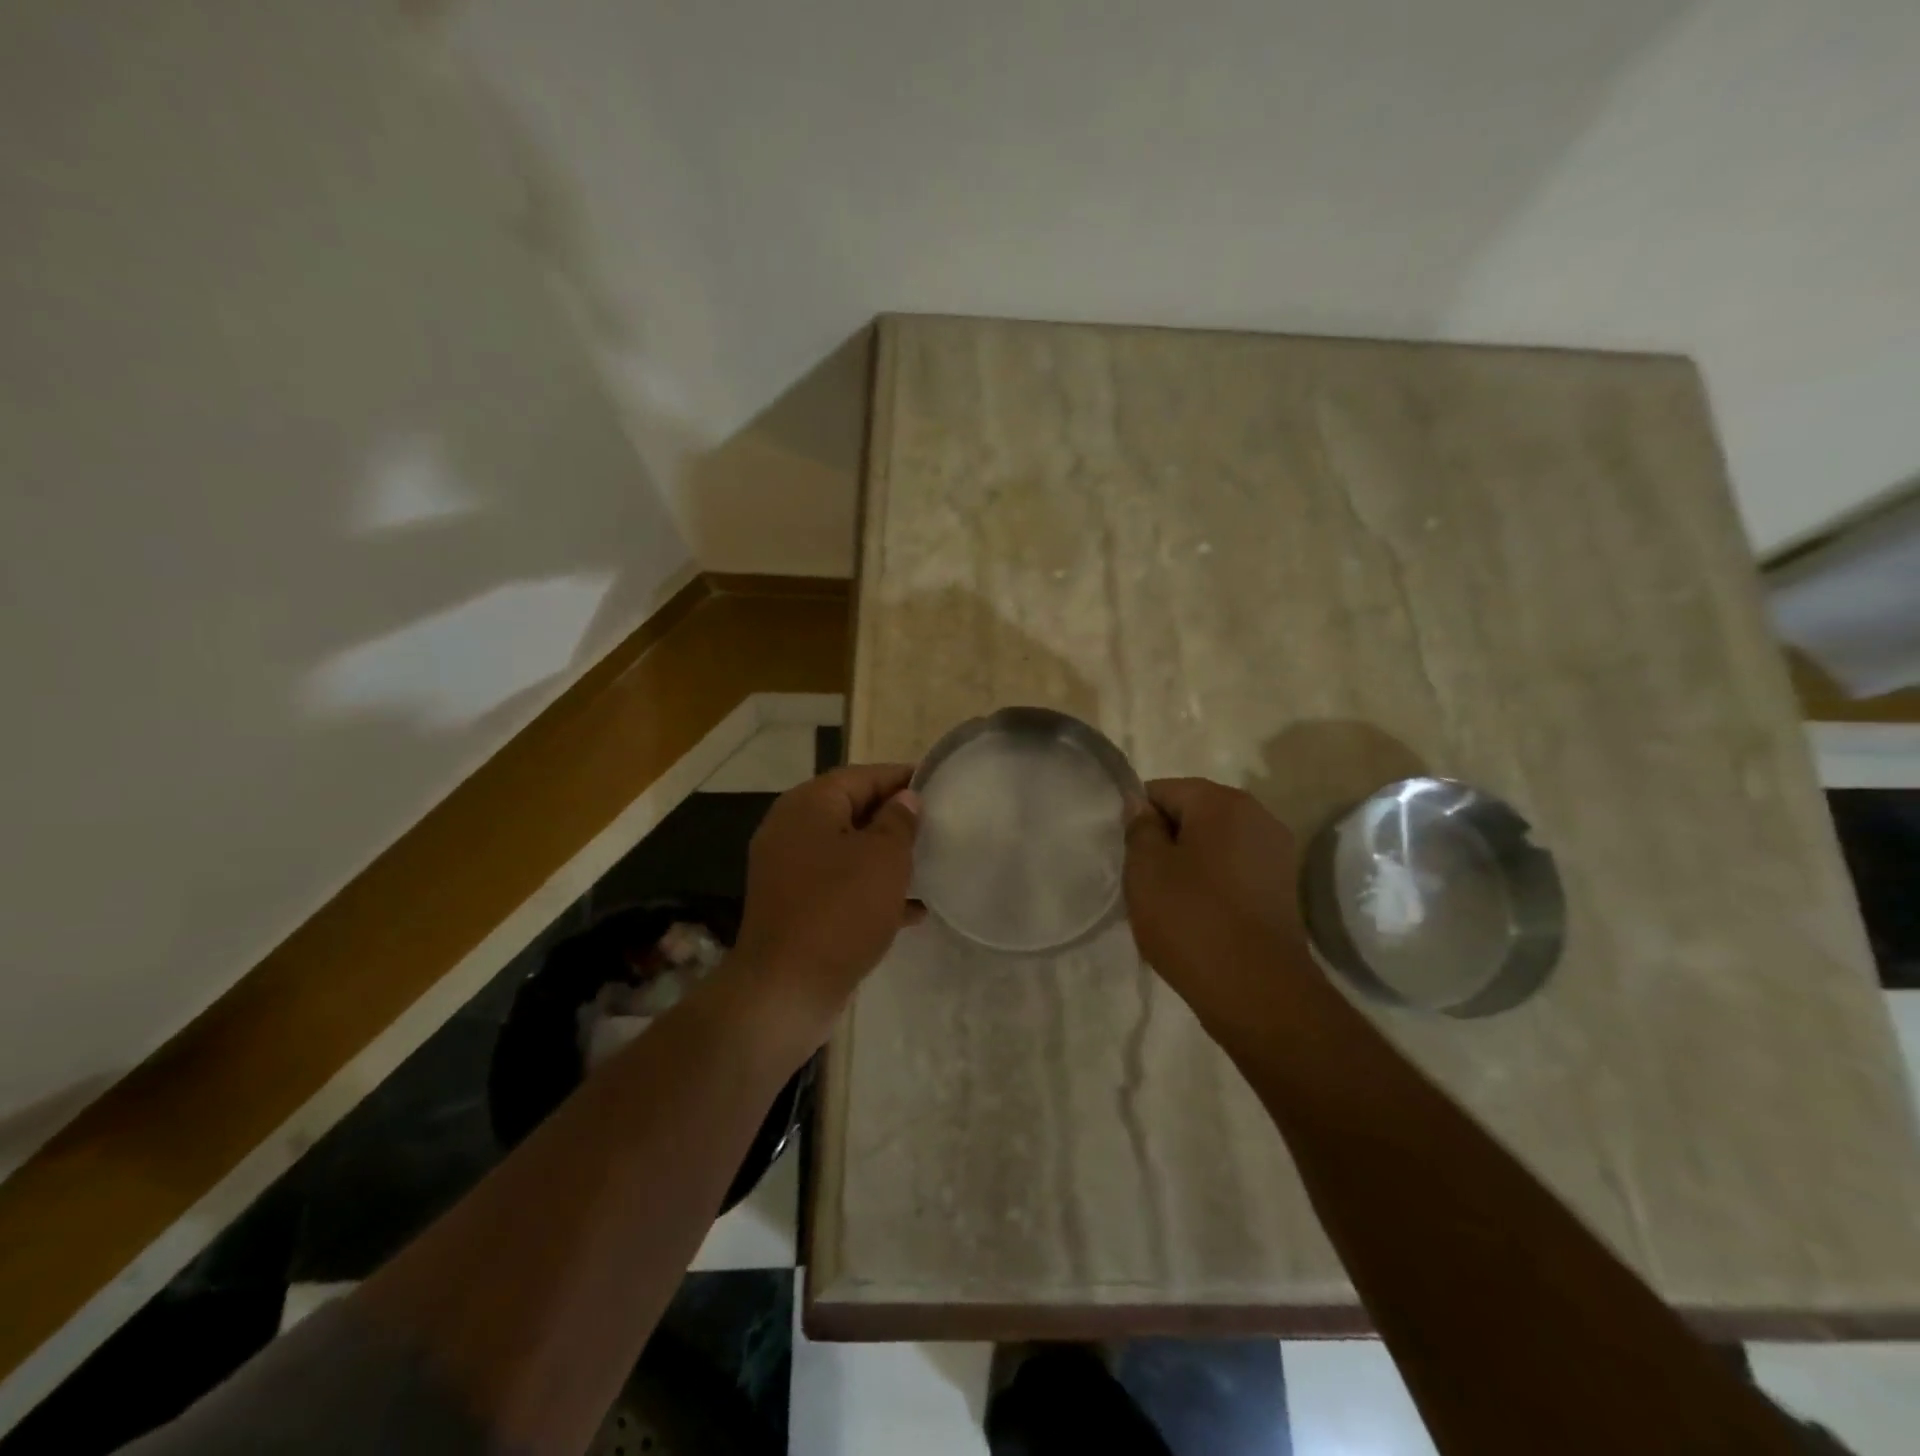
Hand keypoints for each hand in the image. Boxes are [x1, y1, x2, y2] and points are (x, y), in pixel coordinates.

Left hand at [730, 764, 920, 1049]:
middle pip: (853, 810)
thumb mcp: (883, 858)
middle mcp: (792, 830)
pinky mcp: (796, 905)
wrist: (787, 989)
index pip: (861, 775)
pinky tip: (912, 910)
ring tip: (930, 863)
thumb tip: (904, 799)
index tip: (938, 784)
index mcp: (809, 805)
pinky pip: (840, 884)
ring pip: (849, 850)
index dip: (901, 778)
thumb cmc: (840, 910)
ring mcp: (790, 870)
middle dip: (895, 818)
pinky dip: (872, 890)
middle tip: (938, 825)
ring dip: (887, 856)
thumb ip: (898, 821)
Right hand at [1123, 778, 1311, 1022]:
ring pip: (1213, 844)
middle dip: (1165, 841)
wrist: (1258, 991)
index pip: (1162, 791)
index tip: (1128, 857)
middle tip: (1144, 881)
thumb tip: (1141, 806)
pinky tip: (1199, 916)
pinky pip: (1234, 870)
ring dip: (1188, 863)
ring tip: (1170, 902)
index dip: (1138, 820)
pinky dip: (1213, 884)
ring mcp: (1276, 852)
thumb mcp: (1146, 869)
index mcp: (1222, 802)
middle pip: (1192, 814)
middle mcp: (1257, 815)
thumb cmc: (1192, 920)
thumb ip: (1139, 828)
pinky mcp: (1282, 887)